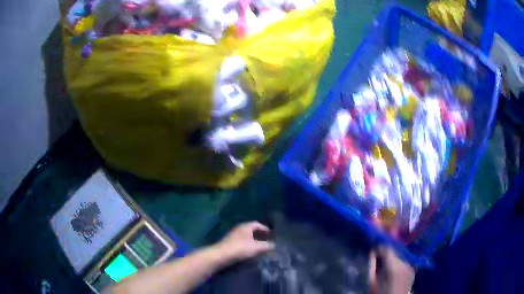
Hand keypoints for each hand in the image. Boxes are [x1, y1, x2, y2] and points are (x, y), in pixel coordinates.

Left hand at [215, 221, 274, 263]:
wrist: (221, 255)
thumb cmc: (240, 248)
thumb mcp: (257, 247)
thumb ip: (267, 246)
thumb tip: (274, 245)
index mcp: (246, 226)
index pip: (258, 224)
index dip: (266, 229)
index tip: (273, 236)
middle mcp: (240, 229)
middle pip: (253, 230)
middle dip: (261, 236)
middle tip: (268, 242)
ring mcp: (234, 236)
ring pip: (247, 237)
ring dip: (255, 241)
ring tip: (262, 248)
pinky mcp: (230, 244)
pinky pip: (242, 242)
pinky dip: (248, 246)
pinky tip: (251, 253)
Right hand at [369, 246, 414, 293]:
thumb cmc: (381, 293)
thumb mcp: (372, 282)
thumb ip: (372, 266)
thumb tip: (372, 254)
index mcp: (394, 266)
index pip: (388, 249)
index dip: (380, 248)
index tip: (373, 251)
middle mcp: (404, 263)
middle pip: (394, 253)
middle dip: (386, 255)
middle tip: (378, 260)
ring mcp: (410, 266)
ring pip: (399, 258)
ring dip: (392, 260)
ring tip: (385, 267)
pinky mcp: (412, 270)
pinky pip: (403, 264)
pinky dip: (398, 265)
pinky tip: (393, 272)